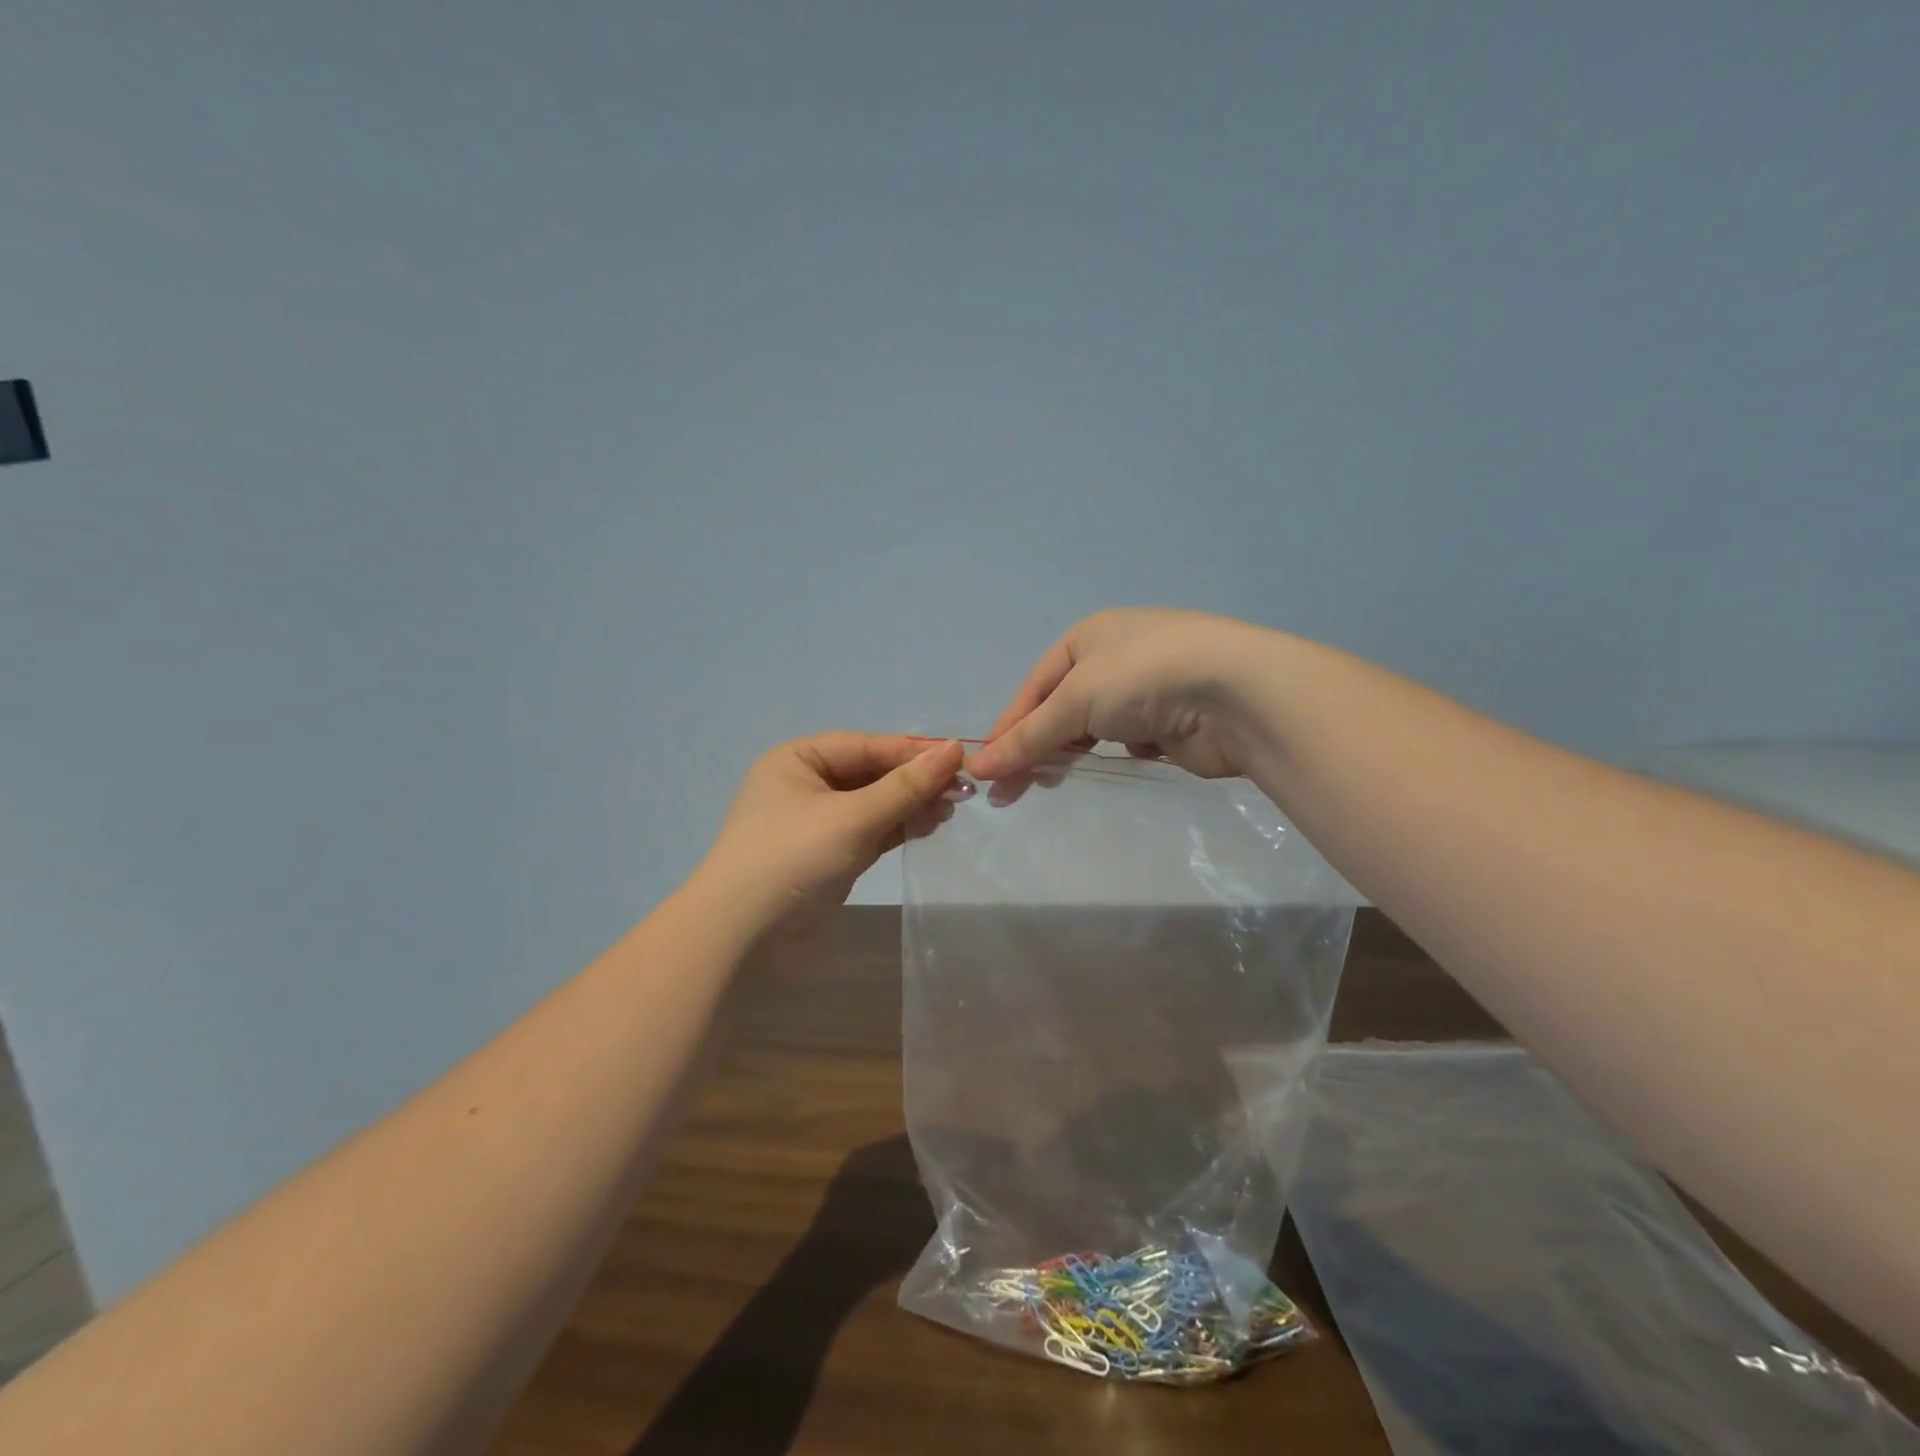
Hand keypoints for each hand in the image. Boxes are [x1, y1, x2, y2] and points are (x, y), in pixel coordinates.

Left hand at [700, 733, 964, 926]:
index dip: (913, 753)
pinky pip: (870, 829)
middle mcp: (807, 782)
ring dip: (911, 805)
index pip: (866, 746)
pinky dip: (898, 827)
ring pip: (875, 802)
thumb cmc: (792, 859)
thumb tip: (954, 748)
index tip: (960, 761)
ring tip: (950, 811)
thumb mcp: (852, 818)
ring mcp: (818, 820)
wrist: (741, 935)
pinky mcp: (829, 852)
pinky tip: (929, 826)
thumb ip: (905, 786)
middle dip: (915, 782)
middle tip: (962, 792)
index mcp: (799, 758)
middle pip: (872, 772)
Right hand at [967, 608, 1277, 780]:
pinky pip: (1128, 743)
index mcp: (1088, 637)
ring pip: (1094, 727)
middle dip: (1037, 745)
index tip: (986, 768)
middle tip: (1013, 789)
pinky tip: (1111, 769)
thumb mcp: (1074, 701)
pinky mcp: (1172, 722)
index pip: (1033, 686)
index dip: (1008, 726)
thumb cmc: (1142, 678)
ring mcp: (1147, 690)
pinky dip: (1116, 755)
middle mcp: (1115, 658)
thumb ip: (1028, 736)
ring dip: (1073, 753)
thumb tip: (979, 767)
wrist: (1236, 694)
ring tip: (1053, 783)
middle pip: (1061, 707)